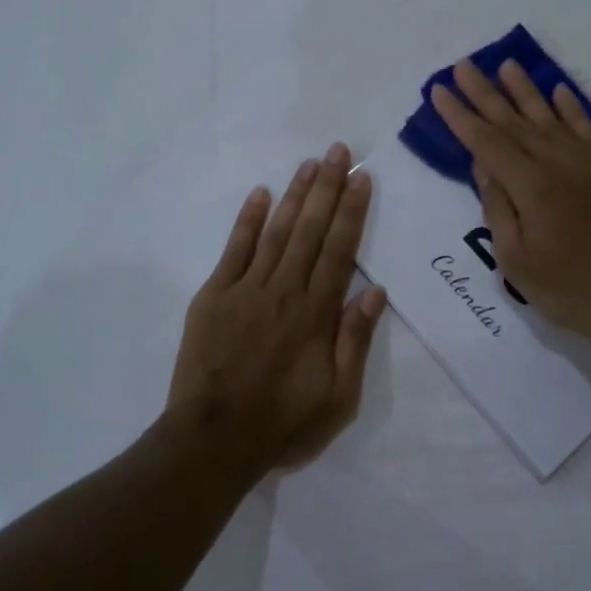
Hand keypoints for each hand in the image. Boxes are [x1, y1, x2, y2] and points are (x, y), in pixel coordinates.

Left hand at [167, 142, 386, 473]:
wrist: (214, 439)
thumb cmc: (284, 422)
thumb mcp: (339, 397)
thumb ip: (355, 341)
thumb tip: (376, 291)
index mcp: (316, 313)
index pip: (340, 250)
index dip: (352, 211)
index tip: (361, 178)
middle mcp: (284, 290)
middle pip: (310, 230)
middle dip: (327, 187)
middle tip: (338, 151)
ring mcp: (246, 289)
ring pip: (276, 231)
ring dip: (294, 195)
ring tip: (308, 163)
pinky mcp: (214, 296)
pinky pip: (234, 249)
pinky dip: (247, 220)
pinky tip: (259, 194)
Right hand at [430, 59, 590, 353]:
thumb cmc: (570, 290)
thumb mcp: (517, 261)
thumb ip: (497, 208)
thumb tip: (483, 166)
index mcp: (532, 187)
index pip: (486, 142)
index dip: (460, 116)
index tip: (439, 90)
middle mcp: (559, 163)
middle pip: (514, 121)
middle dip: (484, 93)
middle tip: (463, 65)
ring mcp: (589, 163)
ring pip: (549, 117)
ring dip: (525, 90)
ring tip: (505, 64)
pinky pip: (586, 128)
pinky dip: (571, 107)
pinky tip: (558, 90)